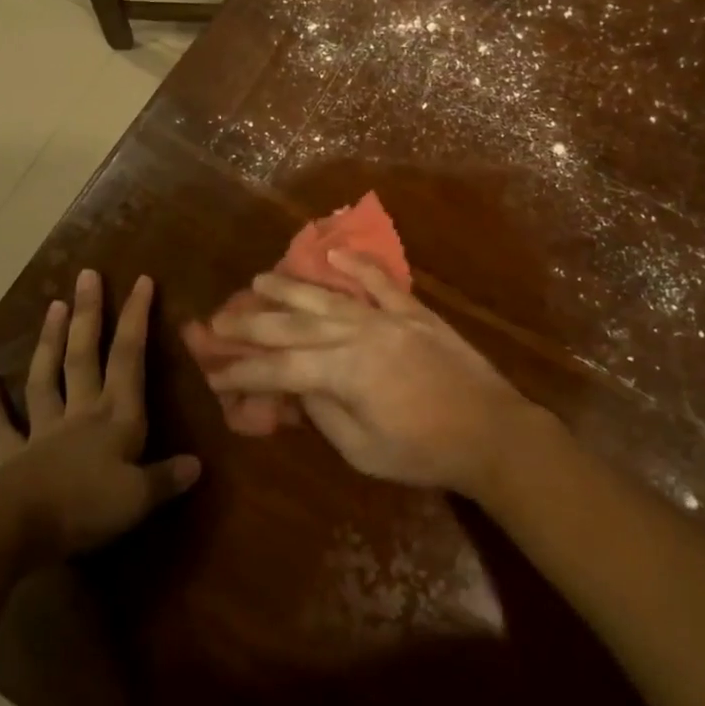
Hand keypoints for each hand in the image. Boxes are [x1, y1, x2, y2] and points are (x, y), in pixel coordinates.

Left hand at [0, 270, 200, 561]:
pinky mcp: (12, 457)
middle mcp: (81, 414)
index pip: (130, 358)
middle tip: (87, 276)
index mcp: (116, 418)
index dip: (136, 318)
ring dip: (50, 342)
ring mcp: (43, 432)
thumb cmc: (83, 507)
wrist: (13, 529)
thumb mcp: (137, 498)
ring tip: (53, 305)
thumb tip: (197, 464)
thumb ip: (166, 478)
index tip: (141, 281)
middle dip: (89, 315)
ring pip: (47, 378)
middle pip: (85, 356)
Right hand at [207, 252, 542, 497]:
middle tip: (218, 319)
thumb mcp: (363, 450)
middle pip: (293, 325)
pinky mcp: (413, 311)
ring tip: (259, 279)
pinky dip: (357, 264)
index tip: (213, 371)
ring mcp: (387, 317)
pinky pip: (380, 281)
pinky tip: (335, 252)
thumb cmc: (424, 453)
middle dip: (251, 323)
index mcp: (343, 372)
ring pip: (327, 297)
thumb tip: (298, 387)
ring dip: (290, 287)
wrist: (491, 431)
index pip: (279, 368)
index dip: (243, 371)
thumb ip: (324, 413)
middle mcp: (358, 334)